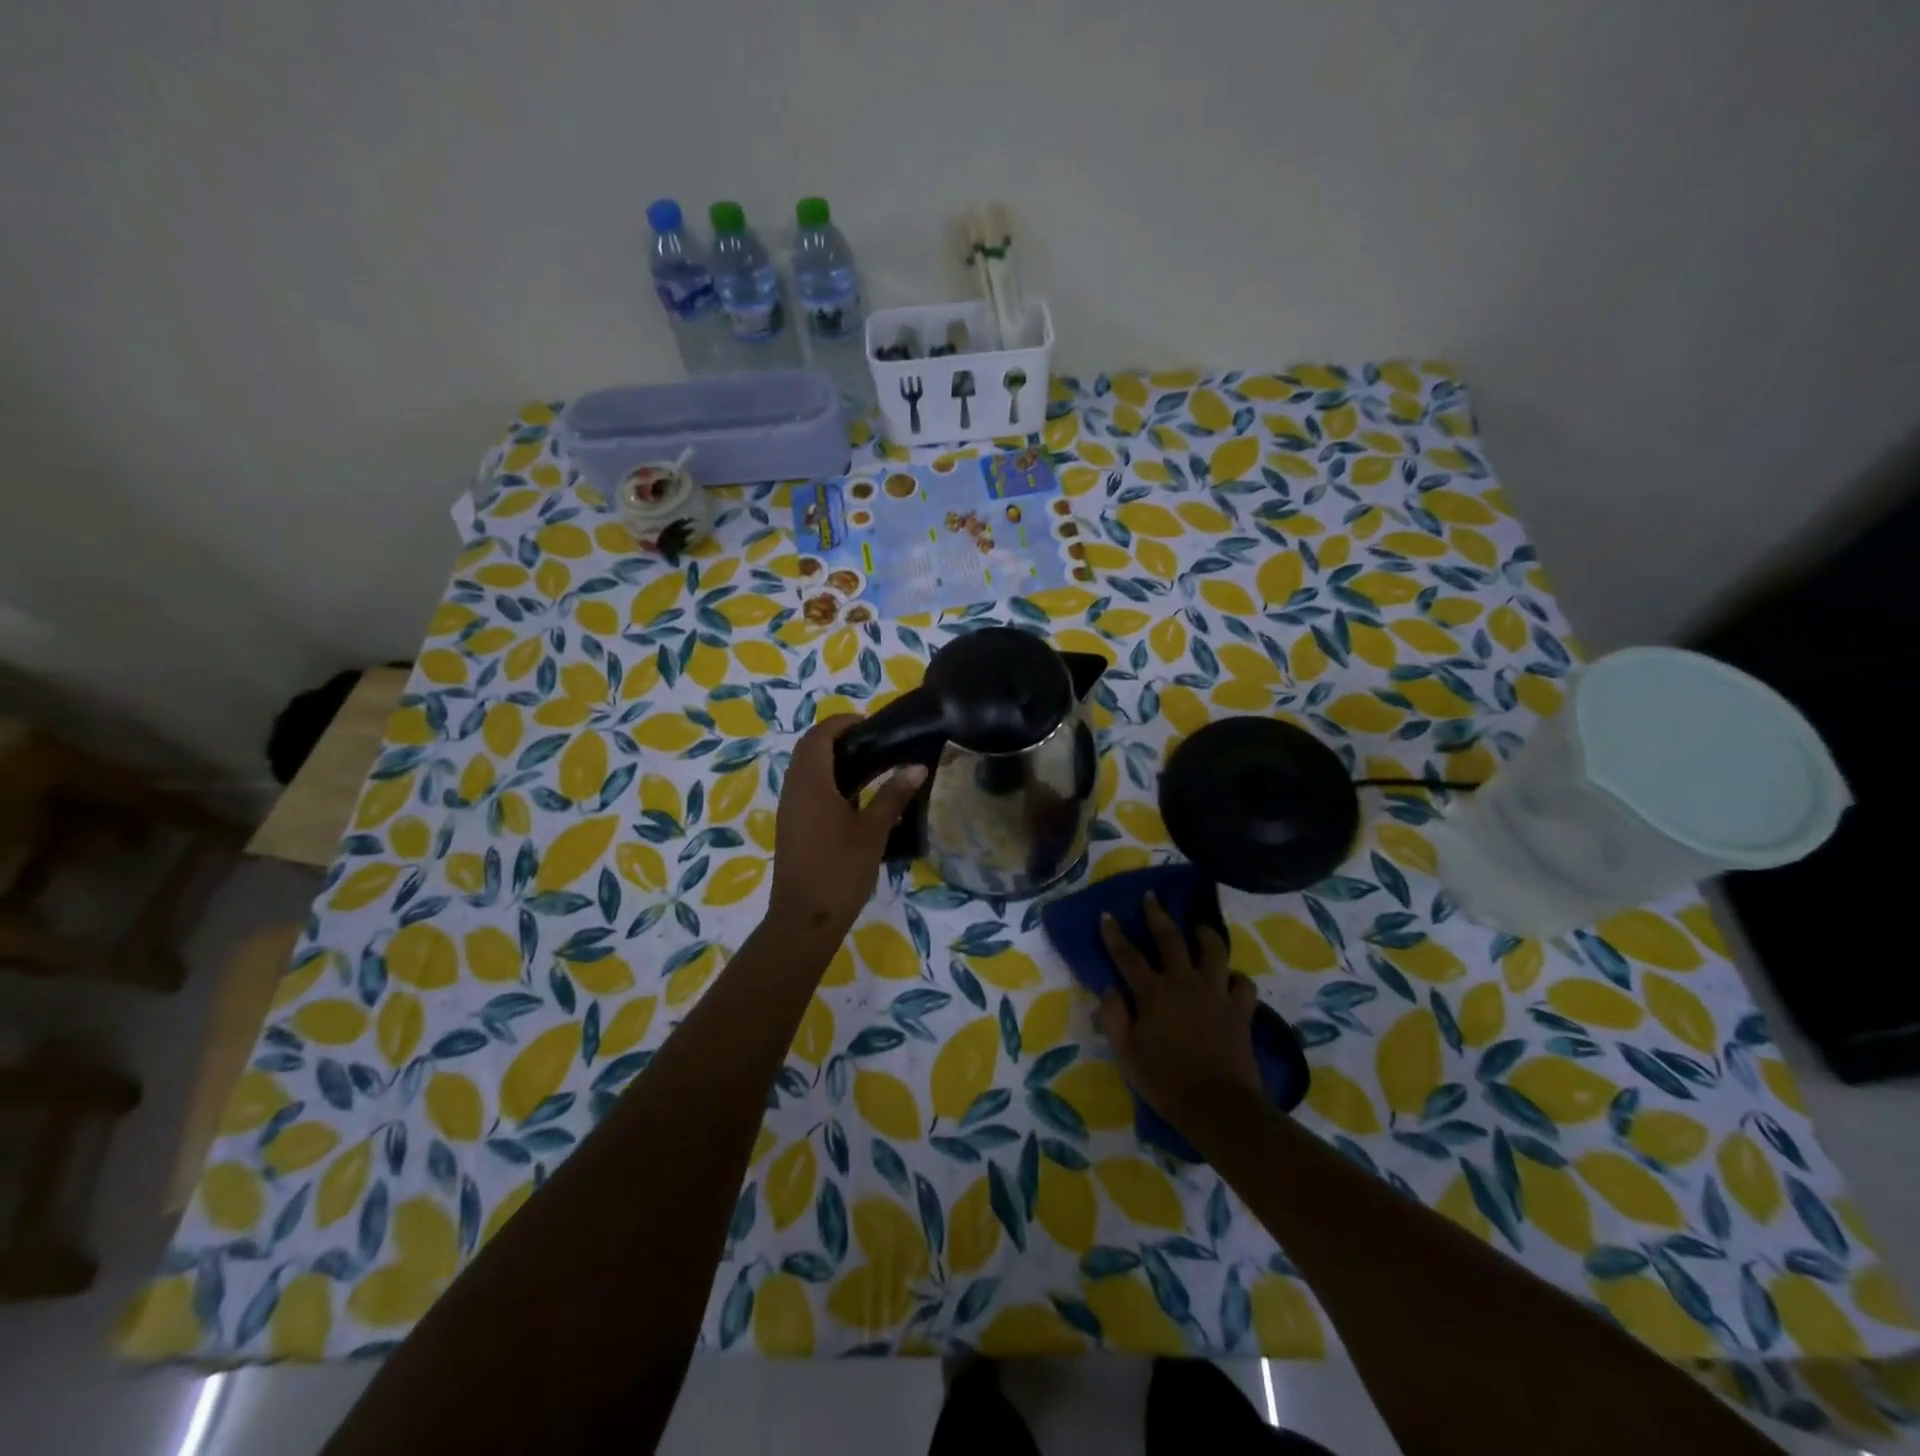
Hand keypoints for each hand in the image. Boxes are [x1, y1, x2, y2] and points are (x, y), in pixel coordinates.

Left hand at [766, 716, 925, 943]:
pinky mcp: (792, 827)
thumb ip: (893, 795)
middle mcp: (794, 789)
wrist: (805, 918)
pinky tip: (856, 799)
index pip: (820, 735)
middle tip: (874, 744)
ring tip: (871, 767)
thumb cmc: (840, 868)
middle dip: (838, 739)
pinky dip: (828, 783)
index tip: (871, 724)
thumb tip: (916, 767)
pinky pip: (807, 790)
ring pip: (806, 771)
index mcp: (811, 781)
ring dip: (832, 761)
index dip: (842, 723)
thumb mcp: (873, 830)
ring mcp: (790, 809)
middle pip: (810, 750)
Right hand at [1098, 893, 1261, 1138]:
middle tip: (1152, 897)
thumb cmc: (1164, 1080)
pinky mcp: (1240, 1010)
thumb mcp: (1126, 1052)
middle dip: (1157, 915)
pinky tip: (1230, 978)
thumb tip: (1109, 988)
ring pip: (1214, 951)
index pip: (1127, 955)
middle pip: (1170, 939)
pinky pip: (1243, 984)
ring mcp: (1216, 993)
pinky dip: (1236, 978)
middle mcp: (1184, 982)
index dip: (1114, 934)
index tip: (1107, 915)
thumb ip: (1113, 1016)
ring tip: (1199, 927)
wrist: (1217, 1105)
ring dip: (1205, 935)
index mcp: (1152, 991)